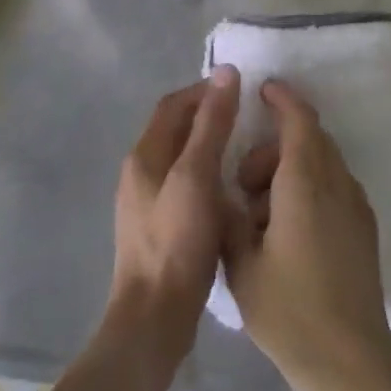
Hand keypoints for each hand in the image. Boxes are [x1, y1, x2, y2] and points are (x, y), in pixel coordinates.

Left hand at [104, 67, 240, 385]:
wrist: (154, 317)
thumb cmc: (176, 241)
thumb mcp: (196, 176)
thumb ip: (211, 124)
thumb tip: (224, 72)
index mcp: (144, 156)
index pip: (173, 105)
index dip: (204, 90)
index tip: (240, 89)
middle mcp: (140, 173)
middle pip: (176, 130)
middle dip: (210, 116)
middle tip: (250, 117)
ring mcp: (147, 203)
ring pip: (182, 159)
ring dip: (211, 147)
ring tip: (247, 150)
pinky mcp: (161, 228)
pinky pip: (186, 186)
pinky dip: (209, 176)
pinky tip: (233, 190)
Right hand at [221, 80, 390, 390]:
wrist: (351, 362)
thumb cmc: (289, 311)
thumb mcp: (241, 265)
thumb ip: (229, 219)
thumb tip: (224, 193)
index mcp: (305, 185)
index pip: (299, 121)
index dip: (282, 99)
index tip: (262, 90)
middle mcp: (337, 185)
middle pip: (311, 139)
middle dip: (274, 146)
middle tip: (244, 182)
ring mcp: (356, 207)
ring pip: (323, 163)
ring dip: (291, 169)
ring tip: (261, 215)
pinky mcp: (364, 229)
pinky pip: (334, 187)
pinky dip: (309, 187)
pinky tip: (287, 229)